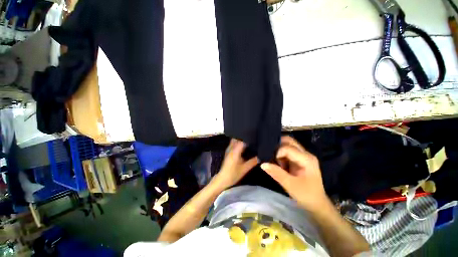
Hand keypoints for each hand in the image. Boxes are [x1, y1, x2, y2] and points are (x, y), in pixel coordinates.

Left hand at [212, 139, 258, 190]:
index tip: (254, 136)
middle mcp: (231, 148)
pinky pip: (233, 144)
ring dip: (240, 139)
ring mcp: (228, 149)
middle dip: (244, 137)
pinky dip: (237, 142)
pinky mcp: (227, 152)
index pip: (242, 140)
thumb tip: (260, 157)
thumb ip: (253, 162)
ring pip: (234, 140)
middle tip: (252, 137)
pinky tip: (243, 146)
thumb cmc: (234, 174)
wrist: (223, 178)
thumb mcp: (245, 168)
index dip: (248, 137)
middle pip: (237, 138)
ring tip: (248, 140)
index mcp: (235, 150)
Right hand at [260, 136, 327, 211]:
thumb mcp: (290, 185)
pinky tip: (278, 163)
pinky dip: (280, 155)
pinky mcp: (299, 160)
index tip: (271, 162)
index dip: (277, 152)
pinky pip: (287, 151)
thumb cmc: (306, 195)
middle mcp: (305, 154)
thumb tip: (263, 163)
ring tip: (274, 160)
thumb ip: (276, 173)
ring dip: (278, 150)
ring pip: (288, 145)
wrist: (316, 204)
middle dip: (277, 146)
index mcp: (306, 159)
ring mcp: (303, 156)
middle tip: (269, 154)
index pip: (288, 148)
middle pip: (289, 141)